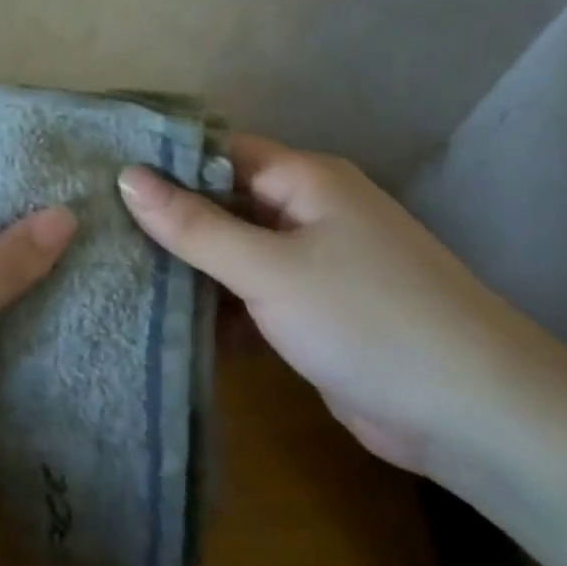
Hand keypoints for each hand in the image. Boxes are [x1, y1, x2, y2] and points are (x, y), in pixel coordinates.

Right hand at [117, 136, 566, 474]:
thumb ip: (195, 226)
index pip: (220, 153)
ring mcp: (314, 265)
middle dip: (168, 219)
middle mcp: (310, 213)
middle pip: (224, 203)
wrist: (471, 412)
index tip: (101, 177)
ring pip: (235, 253)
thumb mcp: (268, 268)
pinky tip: (165, 321)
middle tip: (95, 230)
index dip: (164, 162)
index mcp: (306, 181)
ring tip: (113, 272)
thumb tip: (127, 176)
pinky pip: (252, 294)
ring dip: (188, 267)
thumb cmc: (366, 319)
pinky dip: (216, 306)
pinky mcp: (314, 312)